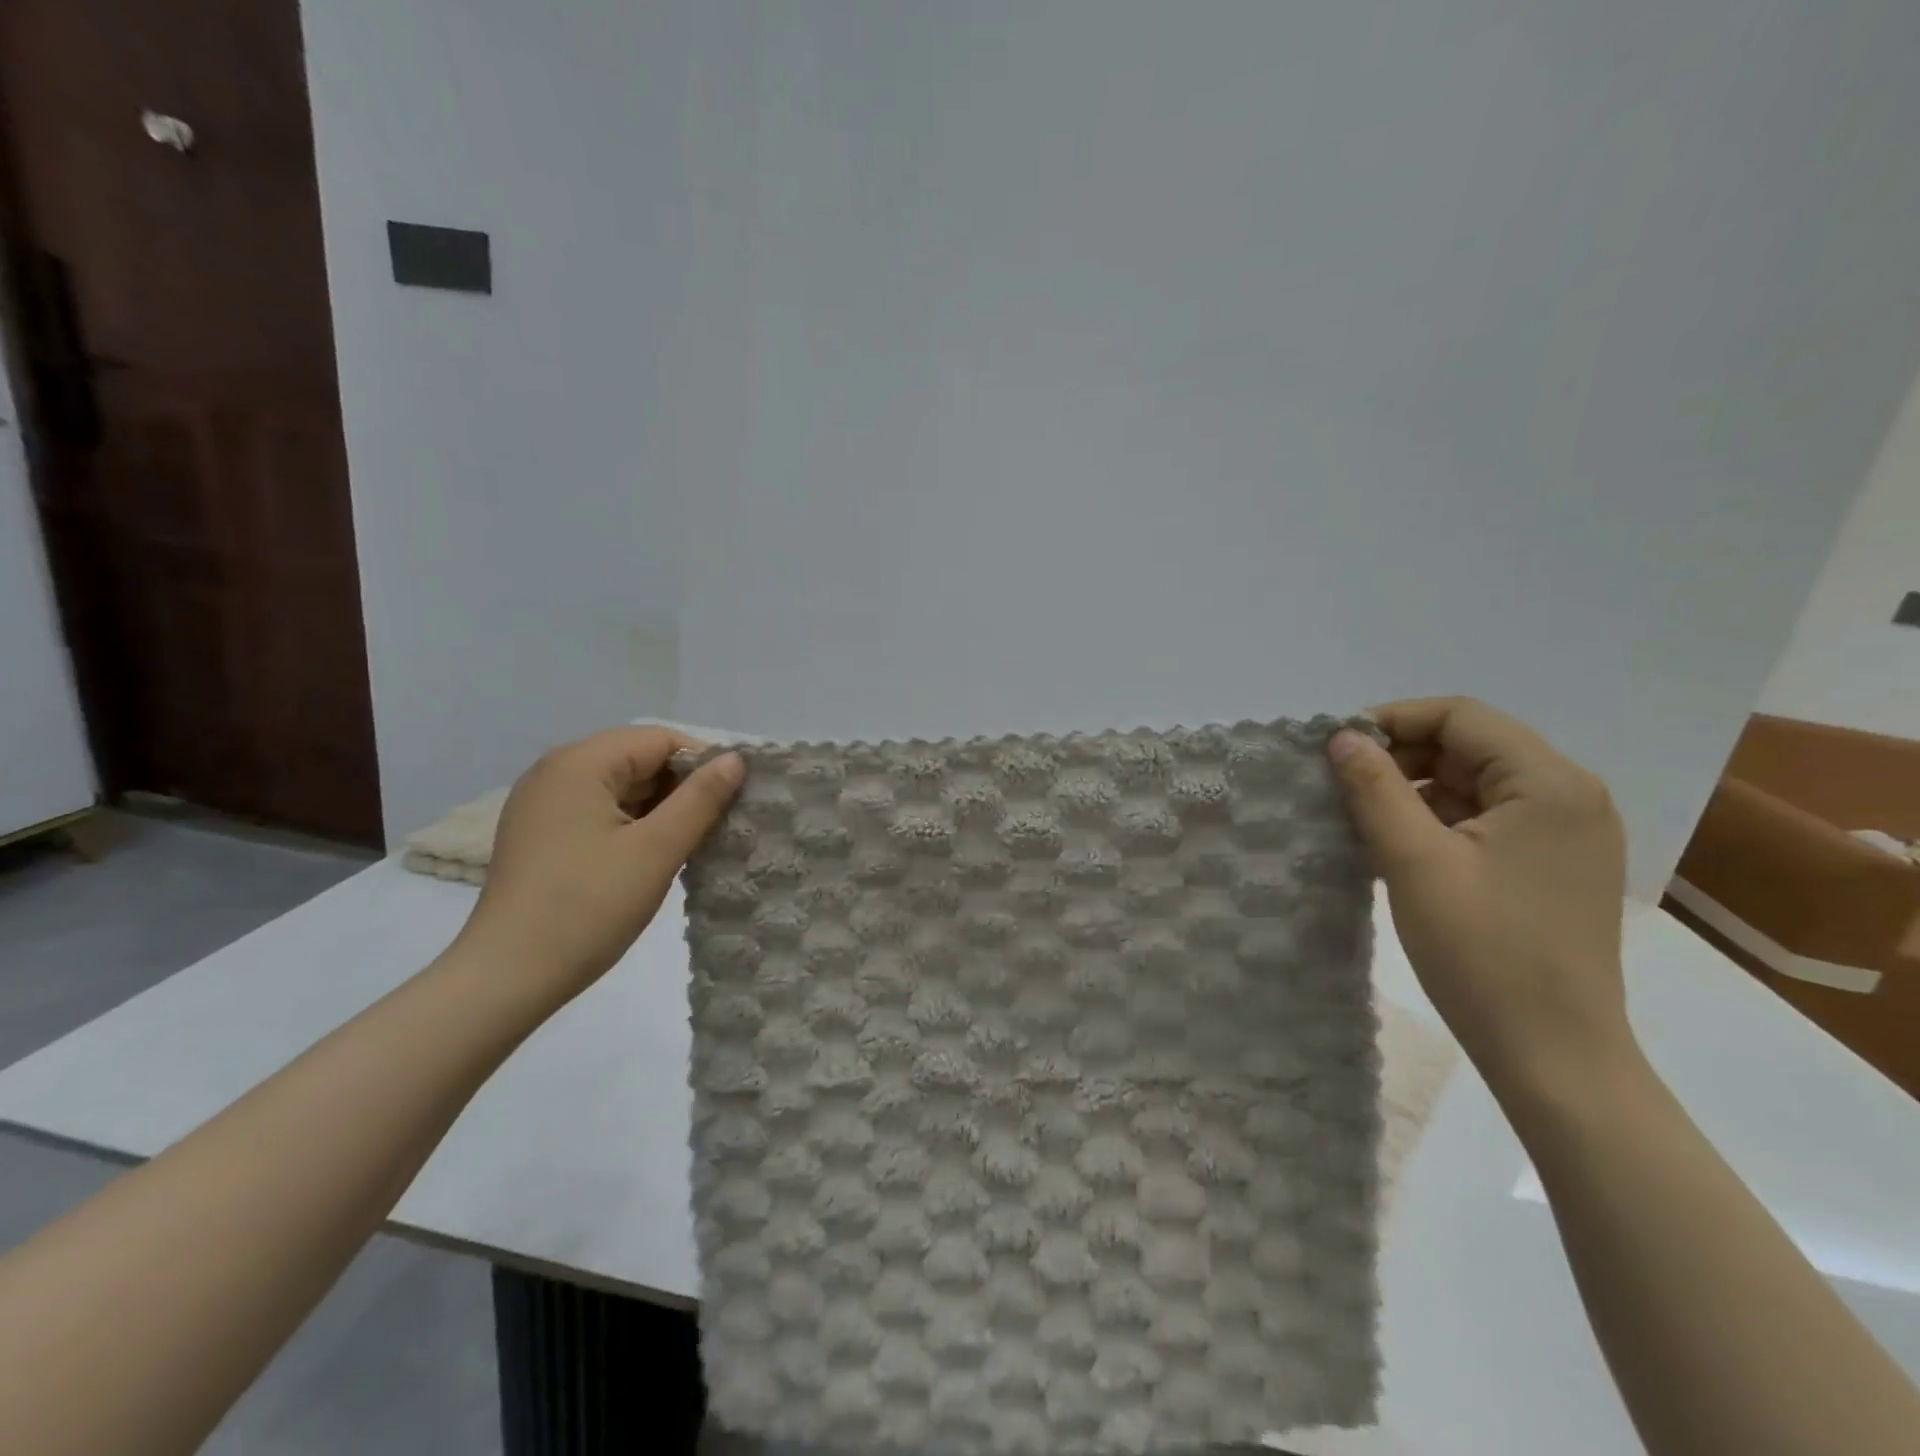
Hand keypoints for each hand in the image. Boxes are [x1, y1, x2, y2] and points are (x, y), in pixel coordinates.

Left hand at [457, 727, 744, 997]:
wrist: (506, 978)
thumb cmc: (587, 907)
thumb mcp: (657, 850)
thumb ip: (701, 799)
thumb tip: (735, 760)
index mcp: (580, 763)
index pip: (660, 739)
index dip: (703, 763)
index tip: (733, 800)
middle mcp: (555, 771)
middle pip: (637, 758)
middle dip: (681, 786)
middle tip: (716, 824)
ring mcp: (541, 803)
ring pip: (619, 786)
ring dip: (658, 807)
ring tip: (689, 842)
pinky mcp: (539, 833)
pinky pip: (598, 810)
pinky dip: (630, 823)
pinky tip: (650, 855)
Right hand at [1328, 698, 1631, 1092]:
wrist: (1553, 1054)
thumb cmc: (1483, 952)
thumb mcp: (1414, 861)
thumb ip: (1375, 788)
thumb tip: (1343, 736)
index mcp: (1550, 783)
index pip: (1461, 716)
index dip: (1393, 720)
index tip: (1336, 748)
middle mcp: (1569, 796)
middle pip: (1470, 746)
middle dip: (1401, 757)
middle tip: (1341, 785)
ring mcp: (1565, 834)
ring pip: (1474, 784)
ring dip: (1415, 790)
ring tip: (1360, 818)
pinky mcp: (1551, 866)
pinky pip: (1486, 820)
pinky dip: (1437, 822)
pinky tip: (1396, 847)